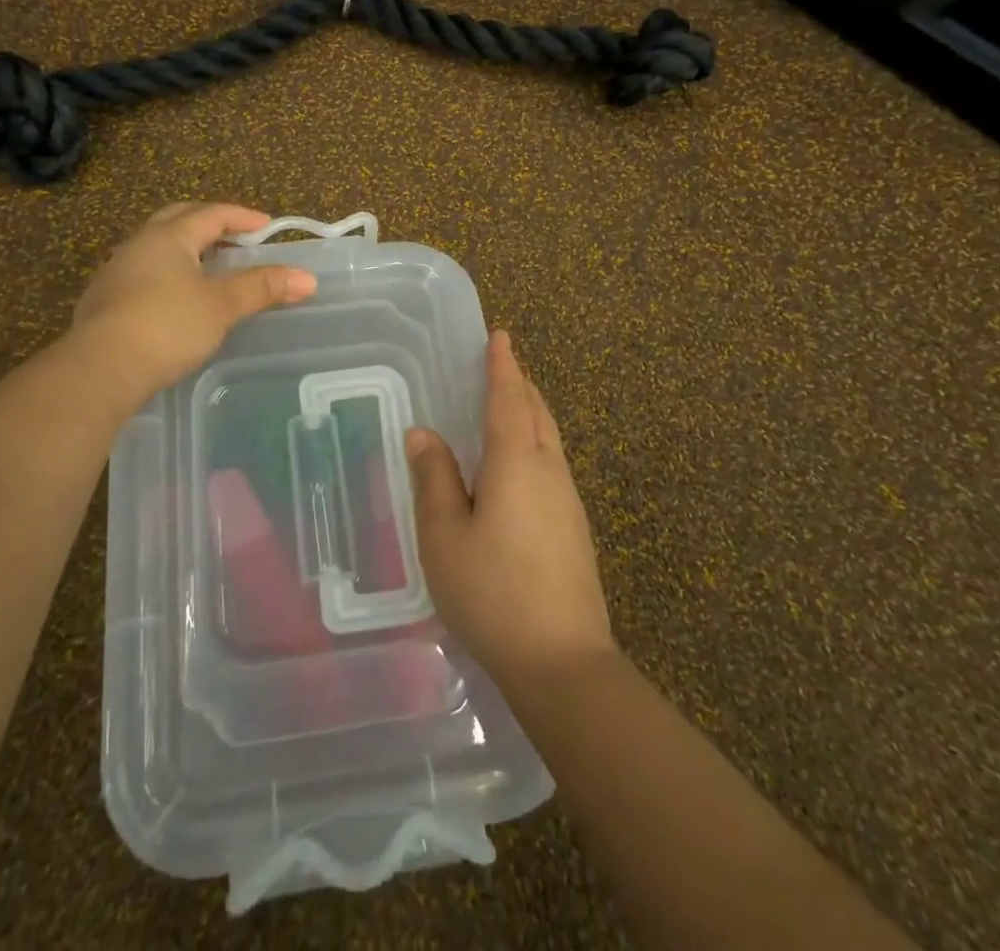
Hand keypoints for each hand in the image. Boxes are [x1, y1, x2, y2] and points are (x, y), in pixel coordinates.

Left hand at [71, 202, 316, 402]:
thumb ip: (262, 288)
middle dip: (208, 223)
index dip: (242, 217)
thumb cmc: (168, 325)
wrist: (100, 368)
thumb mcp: (222, 305)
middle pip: (177, 219)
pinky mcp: (103, 301)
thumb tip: (308, 278)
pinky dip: (165, 274)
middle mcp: (139, 244)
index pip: (211, 213)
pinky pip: (141, 273)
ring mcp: (116, 272)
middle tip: (234, 237)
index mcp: (168, 236)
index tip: (267, 227)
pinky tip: (174, 298)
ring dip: (184, 249)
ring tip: (207, 268)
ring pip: (155, 246)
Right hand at [407, 330, 614, 687]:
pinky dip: (535, 443)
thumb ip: (434, 479)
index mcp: (517, 462)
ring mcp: (569, 501)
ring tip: (509, 405)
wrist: (563, 663)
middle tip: (502, 364)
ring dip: (530, 413)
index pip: (509, 399)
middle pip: (537, 412)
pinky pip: (552, 464)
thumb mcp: (445, 536)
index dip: (503, 366)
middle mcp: (549, 471)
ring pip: (550, 439)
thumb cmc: (493, 592)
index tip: (501, 336)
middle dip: (520, 384)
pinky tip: (519, 466)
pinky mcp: (575, 529)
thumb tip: (423, 434)